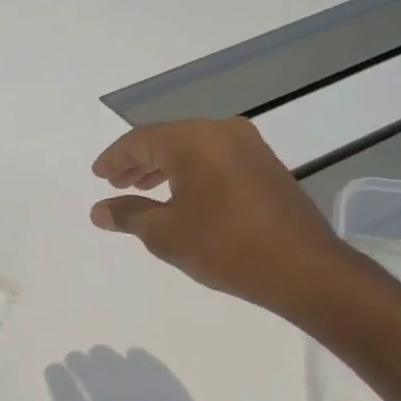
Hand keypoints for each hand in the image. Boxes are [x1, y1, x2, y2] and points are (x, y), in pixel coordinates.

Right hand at [45, 347, 264, 400]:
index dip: (60, 382)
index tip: (54, 369)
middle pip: (101, 383)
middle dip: (85, 366)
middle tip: (75, 357)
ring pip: (132, 376)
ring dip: (113, 361)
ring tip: (100, 353)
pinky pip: (167, 382)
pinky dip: (150, 364)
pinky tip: (137, 356)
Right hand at [90, 118, 356, 319]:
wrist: (303, 268)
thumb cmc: (225, 246)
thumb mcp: (165, 233)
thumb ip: (128, 215)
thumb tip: (99, 210)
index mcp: (194, 140)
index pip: (140, 140)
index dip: (114, 158)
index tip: (97, 175)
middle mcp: (222, 132)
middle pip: (167, 140)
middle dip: (138, 162)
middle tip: (115, 183)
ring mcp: (249, 146)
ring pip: (193, 149)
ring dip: (164, 167)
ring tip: (142, 190)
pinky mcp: (265, 165)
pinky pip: (215, 159)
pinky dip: (190, 173)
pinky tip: (181, 196)